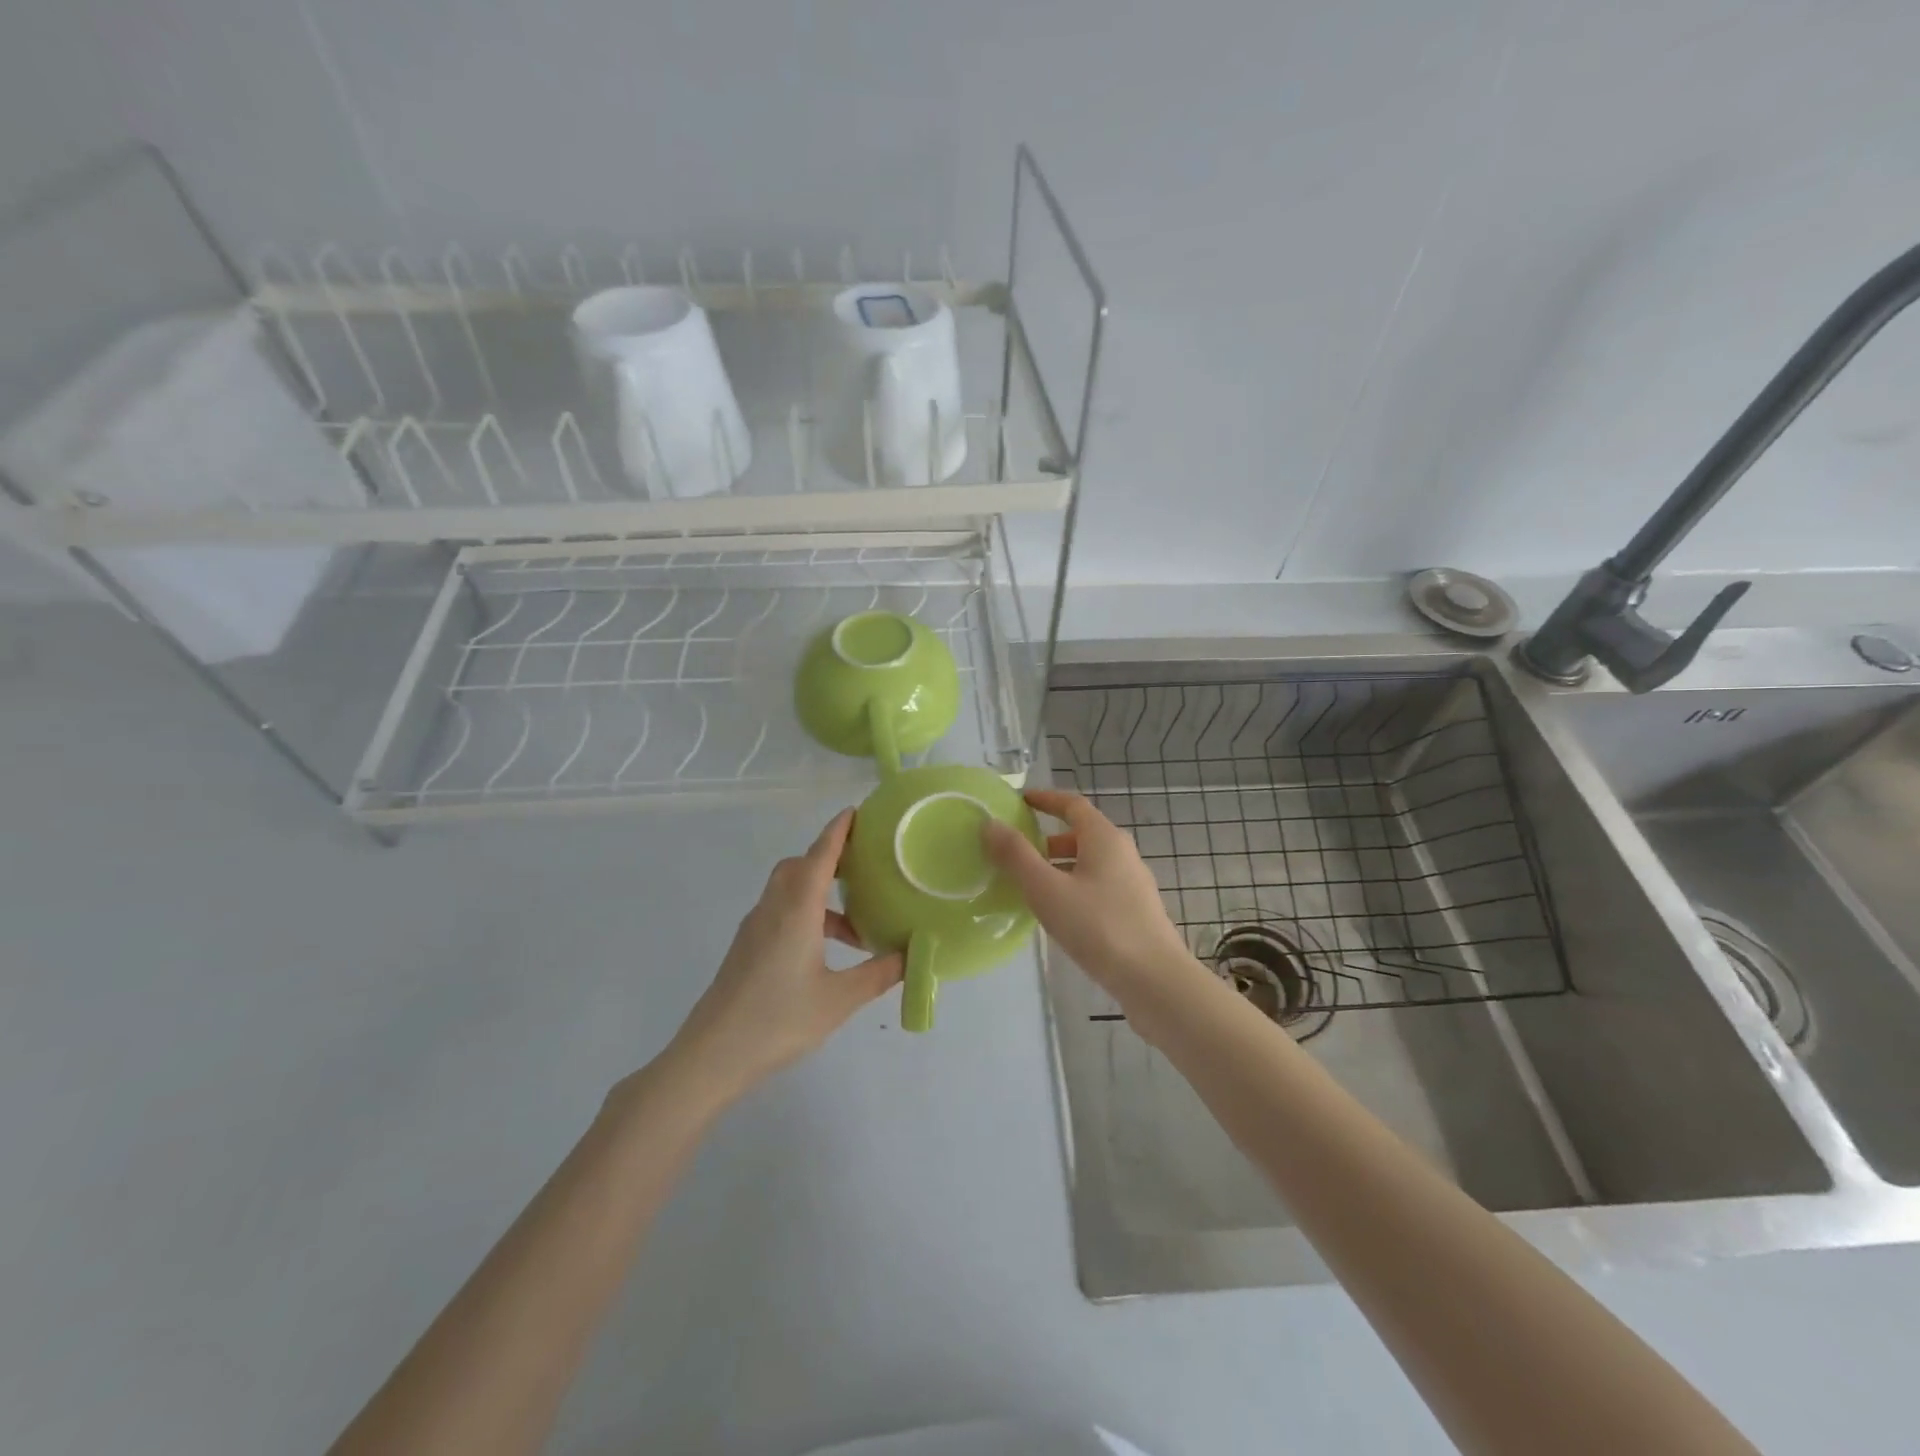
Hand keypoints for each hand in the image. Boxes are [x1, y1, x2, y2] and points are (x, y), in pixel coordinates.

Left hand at [665, 809, 901, 1103]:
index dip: (838, 831)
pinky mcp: (746, 947)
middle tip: (863, 867)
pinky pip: (780, 911)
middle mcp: (773, 908)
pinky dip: (806, 915)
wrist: (712, 1054)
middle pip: (799, 866)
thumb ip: (878, 974)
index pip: (820, 856)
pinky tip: (825, 951)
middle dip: (829, 859)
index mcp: (796, 910)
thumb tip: (911, 955)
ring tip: (855, 928)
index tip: (855, 812)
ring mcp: (755, 927)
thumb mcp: (839, 1000)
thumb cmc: (778, 1020)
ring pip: (789, 890)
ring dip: (820, 895)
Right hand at [982, 788, 1203, 1012]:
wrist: (1154, 980)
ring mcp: (1132, 883)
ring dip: (1059, 866)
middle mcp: (1123, 853)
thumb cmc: (1098, 927)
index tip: (1021, 801)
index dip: (1046, 800)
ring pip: (1089, 863)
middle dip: (1048, 839)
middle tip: (1017, 852)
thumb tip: (990, 823)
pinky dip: (1073, 887)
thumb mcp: (1047, 889)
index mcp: (1104, 838)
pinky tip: (1059, 915)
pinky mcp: (1135, 911)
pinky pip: (1097, 886)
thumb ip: (1016, 856)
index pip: (1073, 805)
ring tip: (1030, 886)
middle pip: (1081, 834)